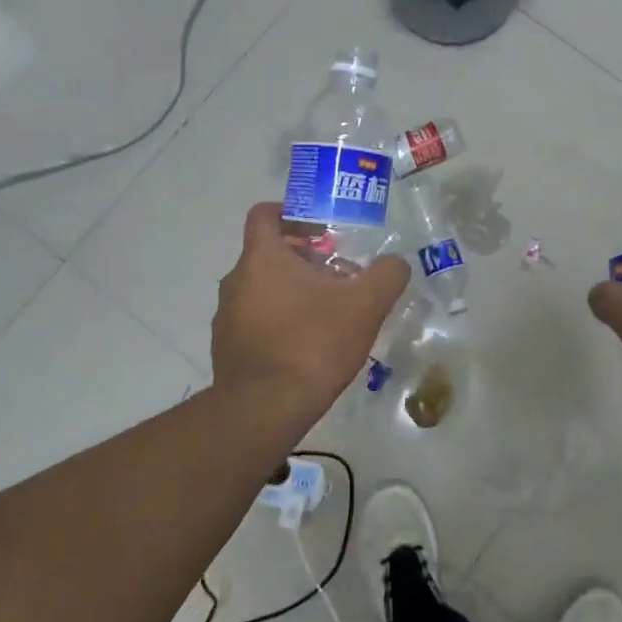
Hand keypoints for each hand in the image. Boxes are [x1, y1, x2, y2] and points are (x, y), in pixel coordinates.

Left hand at [212, 203, 409, 426]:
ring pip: (261, 290)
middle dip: (304, 260)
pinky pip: (255, 322)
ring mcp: (226, 317)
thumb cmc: (312, 343)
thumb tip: (395, 264)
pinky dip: (278, 323)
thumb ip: (386, 275)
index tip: (320, 229)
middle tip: (338, 276)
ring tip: (327, 315)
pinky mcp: (226, 349)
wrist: (265, 409)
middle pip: (268, 254)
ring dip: (291, 293)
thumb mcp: (365, 305)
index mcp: (262, 258)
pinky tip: (306, 347)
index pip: (265, 214)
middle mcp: (236, 280)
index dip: (292, 213)